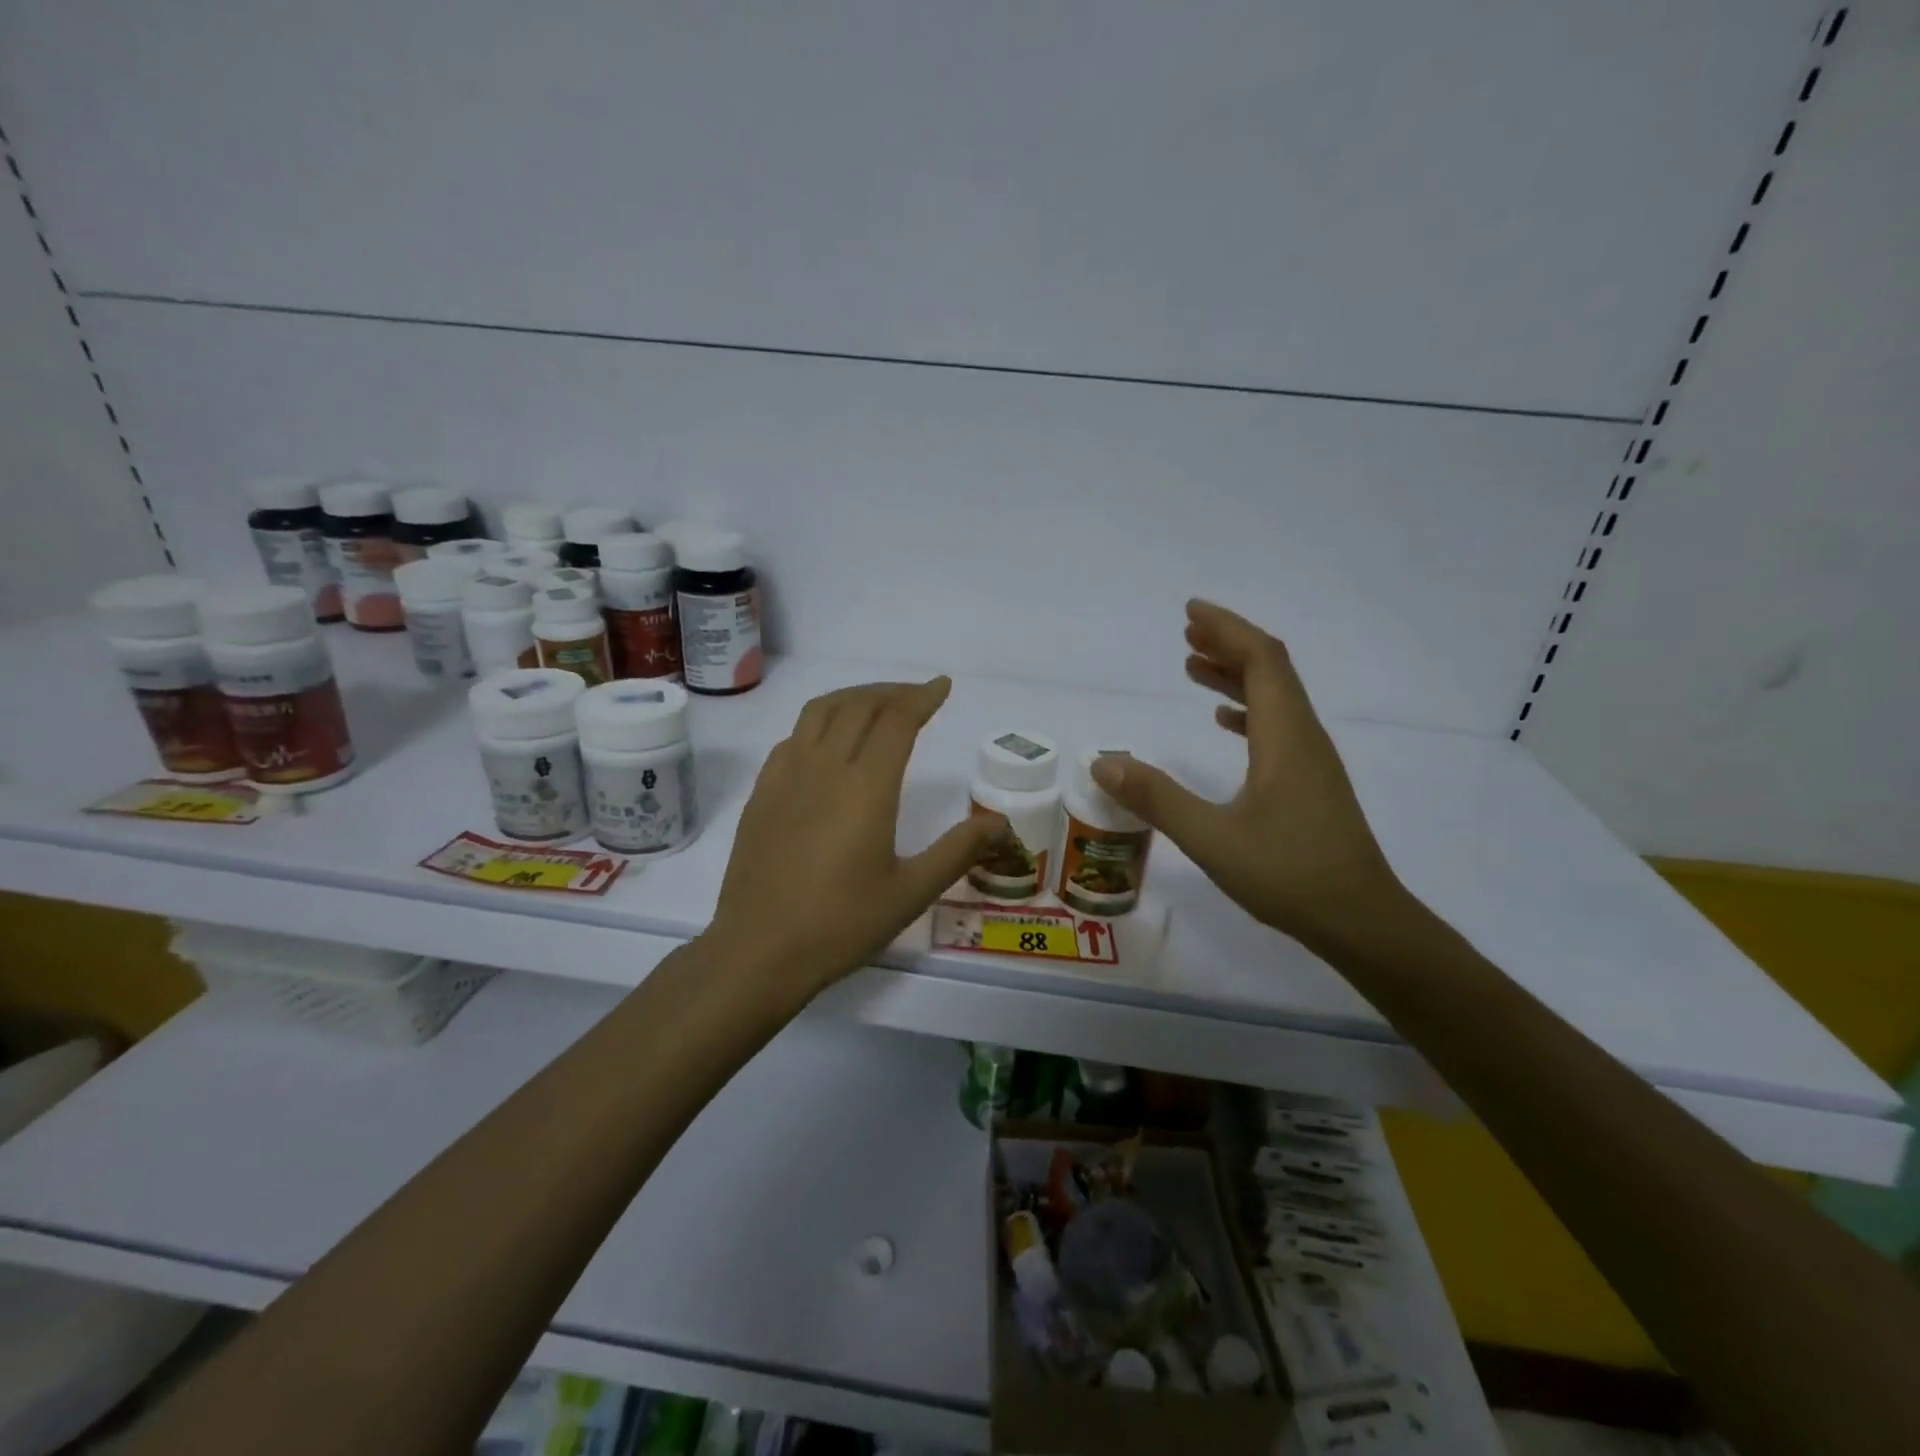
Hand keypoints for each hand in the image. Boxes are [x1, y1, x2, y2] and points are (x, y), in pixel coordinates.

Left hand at [707, 678, 1007, 993]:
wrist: (758, 951)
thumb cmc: (841, 924)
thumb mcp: (912, 892)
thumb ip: (959, 850)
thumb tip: (1003, 823)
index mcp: (866, 786)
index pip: (897, 719)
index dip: (922, 697)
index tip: (942, 687)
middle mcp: (824, 767)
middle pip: (860, 705)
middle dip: (893, 692)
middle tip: (918, 696)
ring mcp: (786, 777)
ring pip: (820, 711)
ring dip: (854, 697)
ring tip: (876, 704)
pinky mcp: (762, 793)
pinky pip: (793, 737)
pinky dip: (819, 722)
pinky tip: (827, 742)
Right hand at [1088, 600, 1408, 955]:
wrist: (1362, 922)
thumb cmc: (1289, 875)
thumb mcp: (1212, 838)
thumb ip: (1157, 798)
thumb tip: (1104, 762)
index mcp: (1285, 737)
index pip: (1261, 660)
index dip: (1227, 629)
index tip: (1190, 612)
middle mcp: (1303, 737)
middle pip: (1271, 670)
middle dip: (1229, 644)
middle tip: (1186, 632)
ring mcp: (1310, 761)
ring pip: (1274, 698)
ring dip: (1235, 675)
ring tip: (1194, 665)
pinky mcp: (1310, 784)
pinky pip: (1276, 727)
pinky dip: (1246, 710)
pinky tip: (1223, 721)